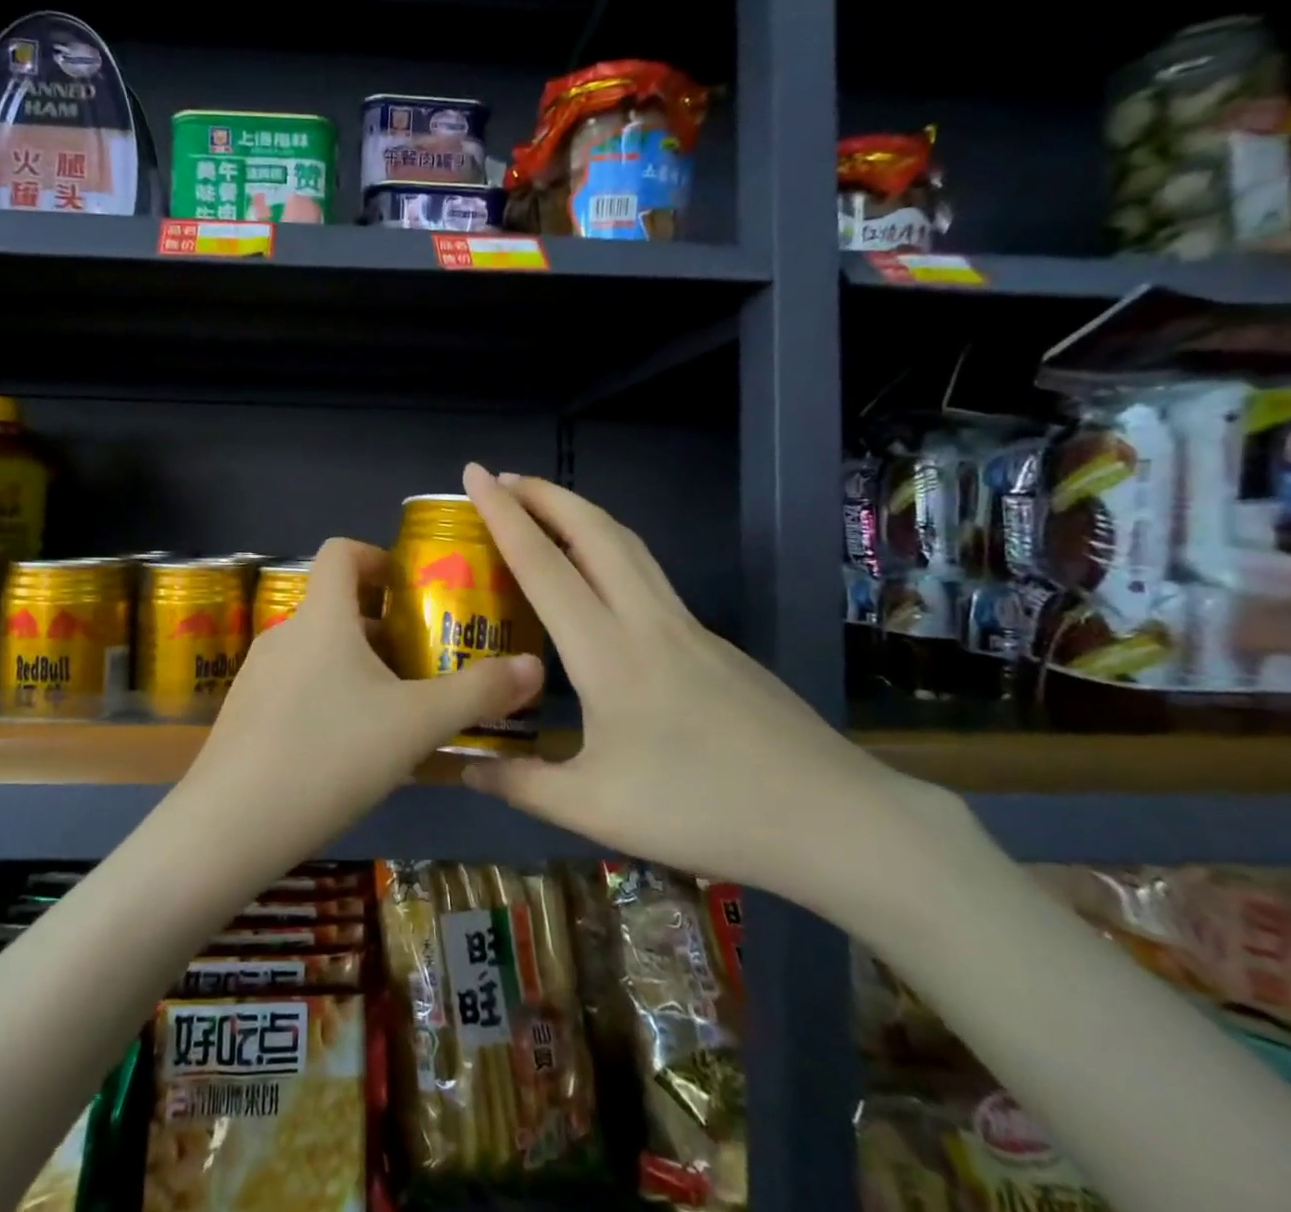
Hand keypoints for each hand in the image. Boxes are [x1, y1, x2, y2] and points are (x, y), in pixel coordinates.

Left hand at [182, 537, 543, 863]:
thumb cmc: (329, 754)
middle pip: (337, 606)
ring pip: (319, 651)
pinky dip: (329, 696)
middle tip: (425, 662)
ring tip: (397, 711)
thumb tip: (535, 667)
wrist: (229, 827)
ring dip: (358, 666)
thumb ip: (478, 693)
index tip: (412, 590)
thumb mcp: (416, 724)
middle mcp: (285, 633)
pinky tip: (349, 750)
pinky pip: (297, 686)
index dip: (378, 557)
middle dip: (384, 626)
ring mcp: (257, 674)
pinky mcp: (244, 713)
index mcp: (322, 616)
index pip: (342, 552)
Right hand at [458, 464, 925, 905]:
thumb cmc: (703, 810)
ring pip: (626, 543)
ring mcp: (686, 624)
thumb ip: (520, 784)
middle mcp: (646, 619)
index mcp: (607, 652)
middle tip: (501, 479)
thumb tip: (460, 768)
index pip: (543, 564)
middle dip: (543, 493)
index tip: (474, 473)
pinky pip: (647, 572)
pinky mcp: (712, 640)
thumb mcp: (594, 809)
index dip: (503, 514)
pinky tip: (597, 578)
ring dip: (579, 512)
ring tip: (542, 508)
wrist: (830, 817)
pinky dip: (608, 548)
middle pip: (592, 530)